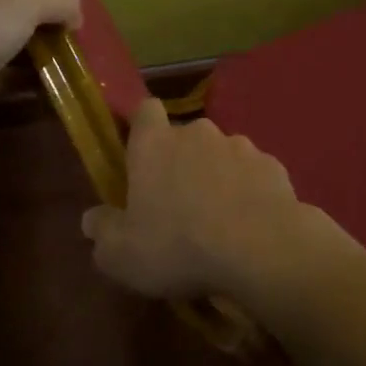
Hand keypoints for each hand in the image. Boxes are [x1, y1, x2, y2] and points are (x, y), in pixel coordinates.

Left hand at [0, 0, 80, 131]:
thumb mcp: (27, 1)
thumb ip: (59, 0)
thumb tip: (76, 15)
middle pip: (3, 8)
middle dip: (32, 20)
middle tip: (67, 33)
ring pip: (3, 46)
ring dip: (29, 55)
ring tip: (66, 64)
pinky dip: (20, 85)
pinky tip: (48, 91)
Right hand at [81, 98, 304, 299]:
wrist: (260, 249)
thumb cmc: (178, 247)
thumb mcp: (122, 254)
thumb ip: (103, 231)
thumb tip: (93, 218)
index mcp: (155, 145)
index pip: (145, 111)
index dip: (143, 128)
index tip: (142, 155)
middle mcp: (197, 133)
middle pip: (184, 138)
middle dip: (181, 163)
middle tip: (179, 204)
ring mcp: (239, 145)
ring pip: (221, 154)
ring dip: (217, 176)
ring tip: (219, 219)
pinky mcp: (272, 164)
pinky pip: (252, 173)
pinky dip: (248, 191)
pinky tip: (250, 223)